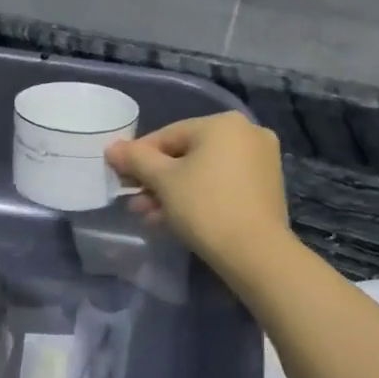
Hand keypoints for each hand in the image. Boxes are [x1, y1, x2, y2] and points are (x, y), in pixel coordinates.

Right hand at [106, 114, 288, 279]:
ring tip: (149, 216)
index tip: (120, 179)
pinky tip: (174, 219)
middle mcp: (247, 134)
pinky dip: (198, 198)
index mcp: (223, 124)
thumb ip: (135, 159)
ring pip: (203, 172)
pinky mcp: (266, 188)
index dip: (138, 157)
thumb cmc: (204, 207)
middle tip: (134, 203)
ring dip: (173, 192)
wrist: (256, 253)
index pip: (167, 135)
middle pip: (186, 154)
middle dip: (156, 180)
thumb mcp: (162, 181)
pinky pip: (221, 185)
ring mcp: (261, 161)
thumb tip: (112, 148)